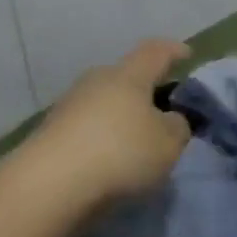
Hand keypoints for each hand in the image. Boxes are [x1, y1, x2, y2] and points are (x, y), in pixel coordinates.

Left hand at [27, 39, 192, 210]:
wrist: (49, 185)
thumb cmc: (121, 153)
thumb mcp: (169, 143)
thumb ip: (178, 126)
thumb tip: (170, 119)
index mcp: (129, 76)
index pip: (155, 52)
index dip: (173, 51)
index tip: (187, 55)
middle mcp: (96, 81)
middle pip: (126, 77)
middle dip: (145, 90)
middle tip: (163, 109)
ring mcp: (69, 106)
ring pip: (105, 103)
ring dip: (121, 117)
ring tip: (137, 142)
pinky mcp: (51, 133)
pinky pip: (87, 127)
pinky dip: (102, 138)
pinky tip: (110, 160)